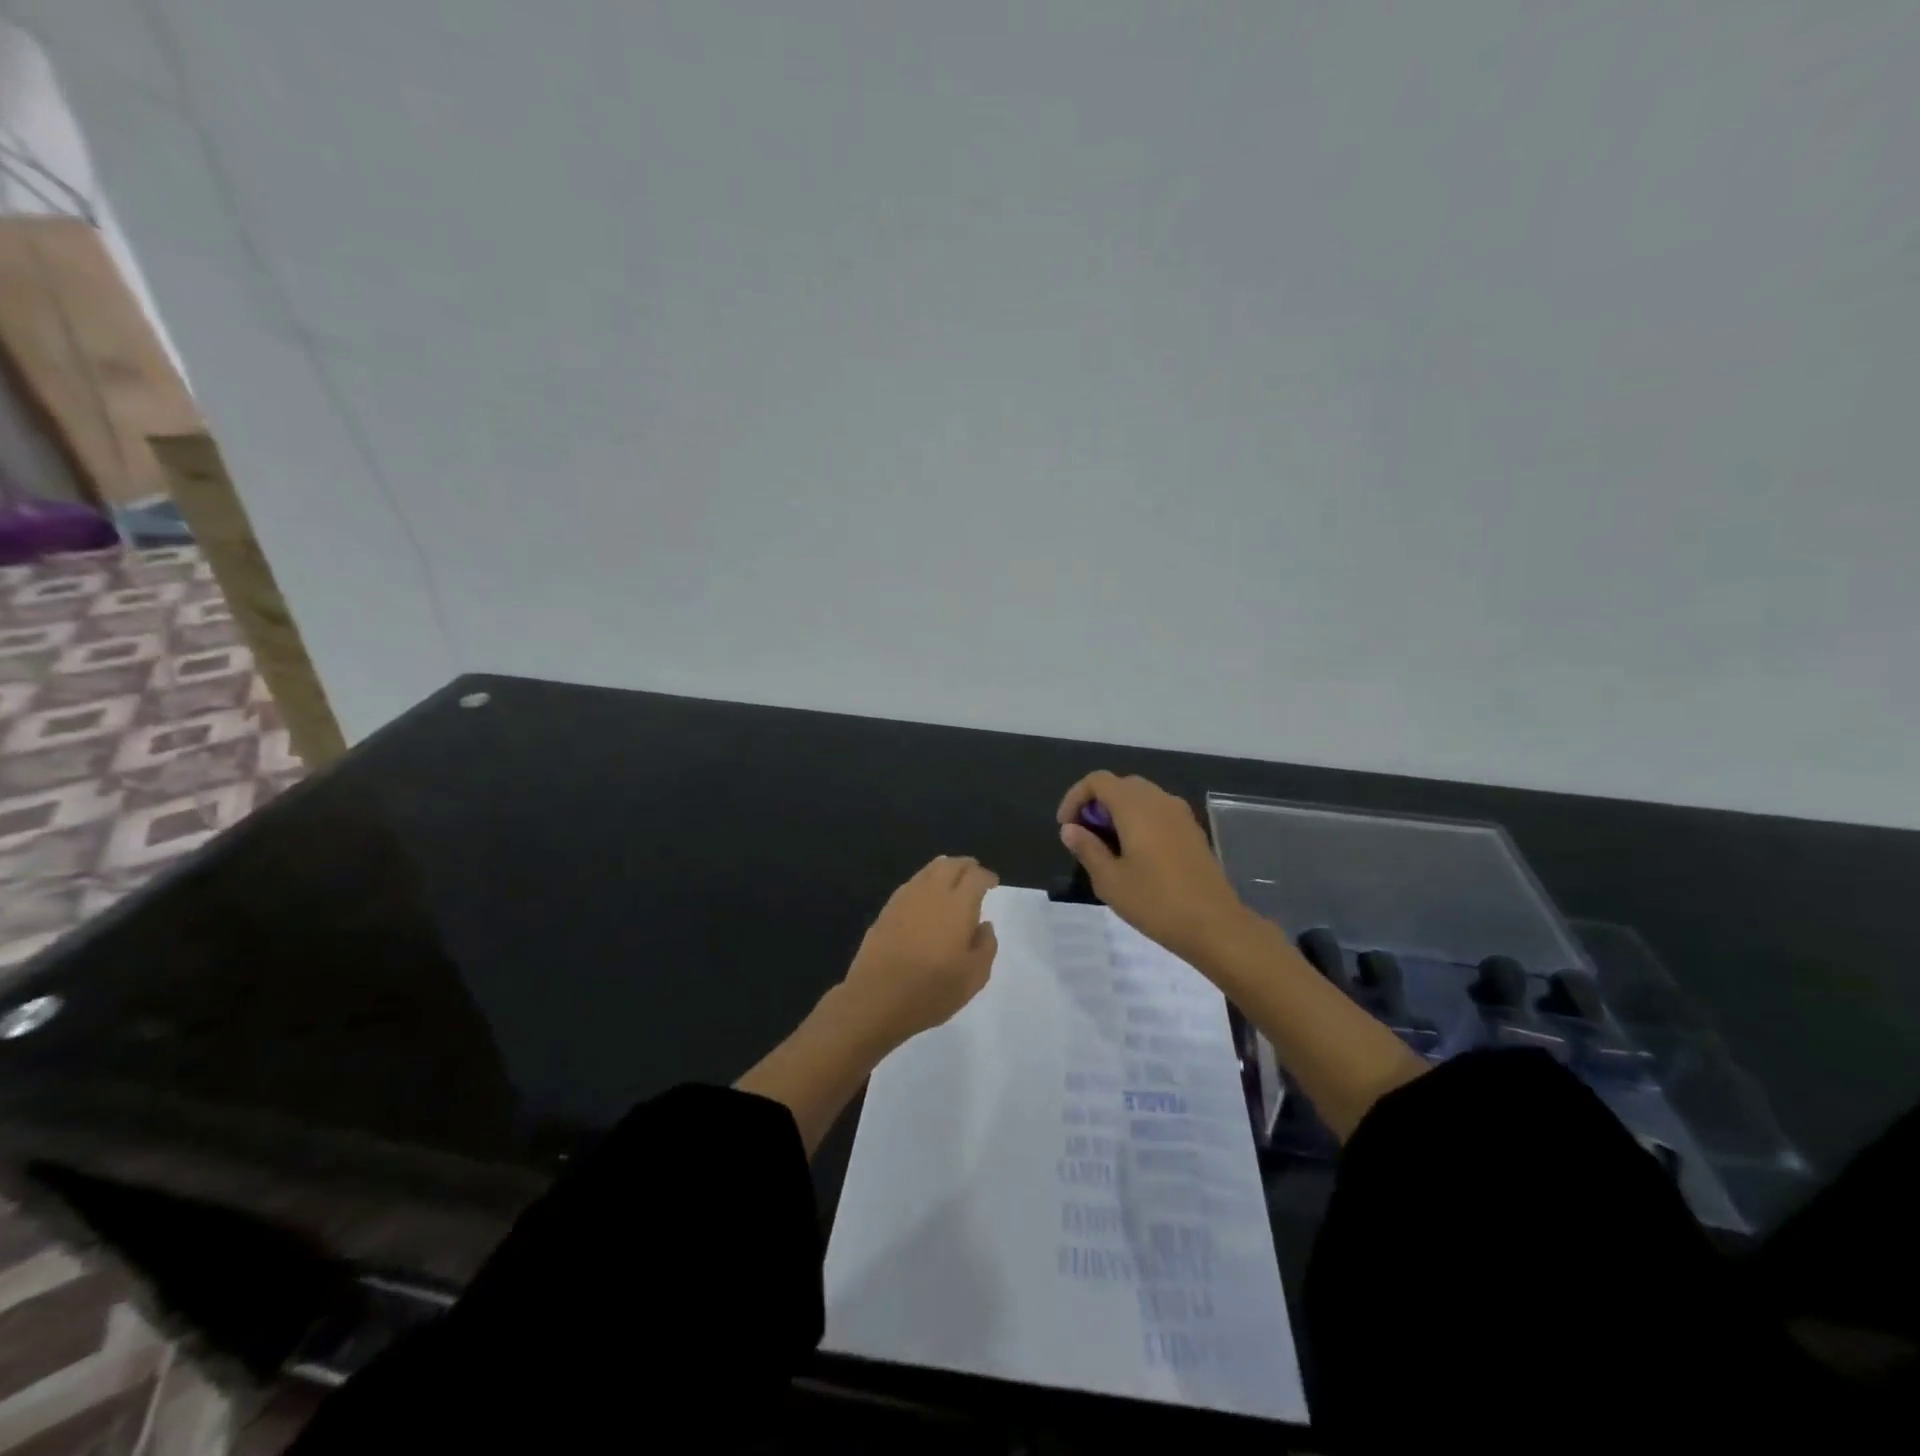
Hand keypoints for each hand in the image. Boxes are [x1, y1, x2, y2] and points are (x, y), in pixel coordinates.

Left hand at [839, 855, 999, 1051]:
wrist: (876, 999)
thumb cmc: (931, 991)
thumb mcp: (974, 977)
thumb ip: (986, 946)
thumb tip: (983, 926)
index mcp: (958, 906)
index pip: (975, 876)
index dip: (986, 876)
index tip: (992, 883)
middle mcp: (932, 893)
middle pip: (950, 864)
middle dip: (965, 865)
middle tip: (974, 874)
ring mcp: (906, 899)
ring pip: (928, 870)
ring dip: (944, 870)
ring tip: (951, 880)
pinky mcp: (887, 910)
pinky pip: (911, 884)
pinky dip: (925, 882)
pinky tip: (926, 898)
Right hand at [1057, 771, 1253, 963]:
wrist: (1214, 925)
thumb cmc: (1155, 902)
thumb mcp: (1109, 880)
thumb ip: (1087, 848)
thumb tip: (1070, 829)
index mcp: (1135, 806)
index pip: (1098, 781)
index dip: (1075, 797)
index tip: (1066, 827)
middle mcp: (1159, 800)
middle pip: (1120, 785)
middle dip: (1096, 805)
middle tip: (1084, 837)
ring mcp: (1180, 814)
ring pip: (1141, 798)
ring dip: (1118, 813)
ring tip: (1106, 848)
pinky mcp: (1192, 831)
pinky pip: (1158, 812)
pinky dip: (1139, 821)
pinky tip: (1135, 855)